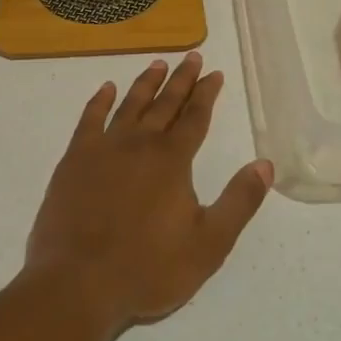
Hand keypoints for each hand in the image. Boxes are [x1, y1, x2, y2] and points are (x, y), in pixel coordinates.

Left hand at [25, 53, 272, 333]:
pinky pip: (90, 120)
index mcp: (172, 160)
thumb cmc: (148, 268)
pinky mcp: (74, 160)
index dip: (207, 94)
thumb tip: (265, 164)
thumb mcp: (208, 244)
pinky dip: (99, 101)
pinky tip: (107, 89)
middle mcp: (140, 144)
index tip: (215, 73)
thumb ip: (239, 202)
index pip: (195, 118)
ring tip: (158, 64)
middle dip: (182, 80)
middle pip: (165, 104)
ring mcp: (103, 149)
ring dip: (146, 83)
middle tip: (192, 57)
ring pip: (130, 105)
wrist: (78, 283)